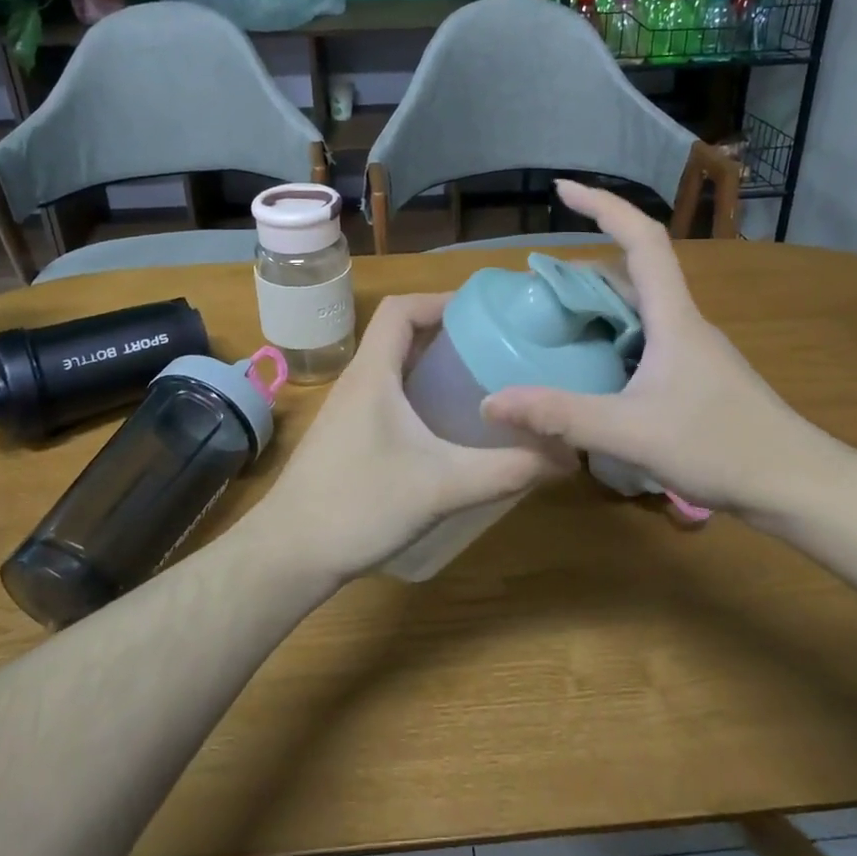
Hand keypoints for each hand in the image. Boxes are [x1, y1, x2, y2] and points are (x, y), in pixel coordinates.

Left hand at [252, 293, 573, 580]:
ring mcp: (348, 411)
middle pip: (400, 334)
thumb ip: (508, 470)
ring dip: (433, 366)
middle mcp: (358, 382)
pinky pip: (388, 397)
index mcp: (373, 373)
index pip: (401, 309)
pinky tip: (447, 428)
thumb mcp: (443, 486)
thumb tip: (568, 456)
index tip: (485, 313)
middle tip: (496, 347)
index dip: (441, 300)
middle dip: (447, 333)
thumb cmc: (359, 505)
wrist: (289, 555)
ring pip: (394, 368)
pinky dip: (419, 396)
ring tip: (481, 382)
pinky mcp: (347, 437)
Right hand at [482, 180, 839, 522]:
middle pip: (635, 270)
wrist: (798, 486)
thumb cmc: (722, 447)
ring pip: (641, 308)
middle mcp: (684, 322)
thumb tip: (491, 401)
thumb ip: (560, 416)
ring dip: (599, 303)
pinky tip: (593, 368)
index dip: (603, 205)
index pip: (641, 239)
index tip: (563, 189)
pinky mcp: (695, 376)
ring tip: (556, 321)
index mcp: (673, 317)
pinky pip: (646, 338)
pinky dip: (613, 336)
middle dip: (585, 265)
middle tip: (538, 286)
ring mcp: (693, 350)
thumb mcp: (631, 432)